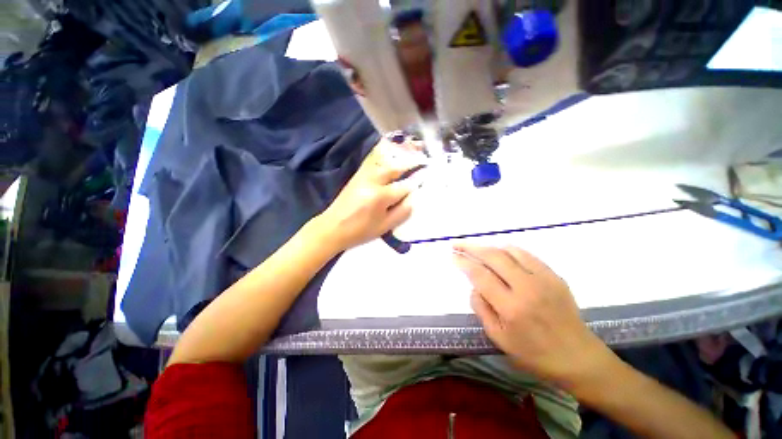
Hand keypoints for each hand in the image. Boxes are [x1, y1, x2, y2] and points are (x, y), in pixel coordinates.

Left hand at [317, 139, 425, 250]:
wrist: (332, 228)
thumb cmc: (360, 231)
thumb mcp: (385, 227)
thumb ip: (402, 212)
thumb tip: (413, 199)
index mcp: (380, 197)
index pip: (404, 186)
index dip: (416, 181)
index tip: (426, 175)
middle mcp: (372, 182)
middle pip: (394, 168)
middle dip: (409, 163)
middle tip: (422, 159)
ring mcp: (363, 177)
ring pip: (384, 163)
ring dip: (398, 160)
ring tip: (410, 158)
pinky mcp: (356, 177)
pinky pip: (373, 165)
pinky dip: (385, 161)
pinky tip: (391, 162)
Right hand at [454, 245, 613, 388]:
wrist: (578, 357)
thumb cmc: (534, 354)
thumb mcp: (499, 339)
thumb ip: (481, 309)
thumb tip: (473, 287)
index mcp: (511, 307)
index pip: (480, 275)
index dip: (463, 262)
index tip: (452, 256)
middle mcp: (527, 287)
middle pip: (493, 256)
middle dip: (471, 247)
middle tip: (457, 244)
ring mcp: (543, 279)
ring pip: (509, 251)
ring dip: (489, 247)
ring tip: (476, 249)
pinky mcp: (554, 276)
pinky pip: (526, 255)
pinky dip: (508, 250)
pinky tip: (500, 253)